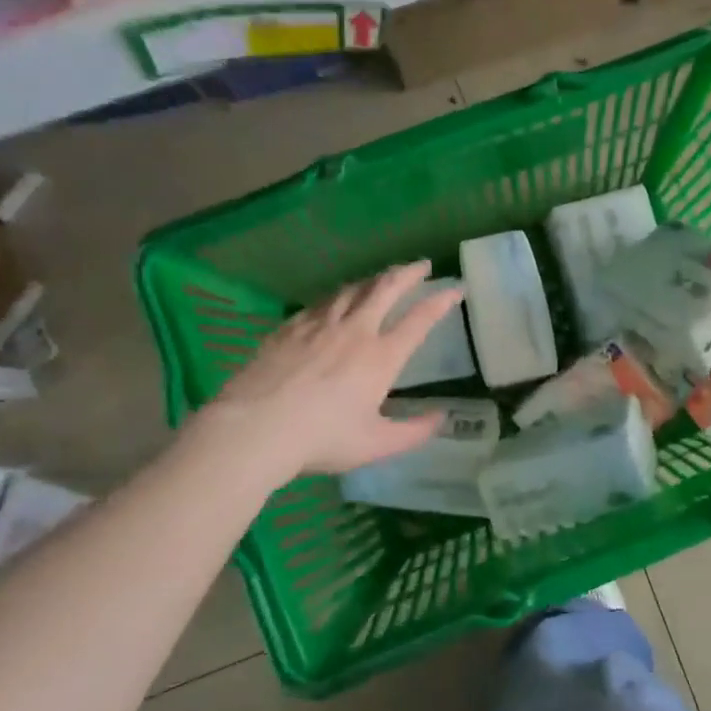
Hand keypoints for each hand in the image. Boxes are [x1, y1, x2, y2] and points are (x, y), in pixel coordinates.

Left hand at [201, 262, 464, 480]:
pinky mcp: (289, 327)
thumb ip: (414, 431)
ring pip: (352, 289)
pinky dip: (338, 297)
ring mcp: (318, 325)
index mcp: (381, 357)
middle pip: (386, 288)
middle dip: (408, 273)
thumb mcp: (377, 444)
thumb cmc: (322, 439)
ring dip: (373, 280)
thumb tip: (442, 417)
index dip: (441, 300)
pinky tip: (335, 301)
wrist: (255, 428)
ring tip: (382, 278)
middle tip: (421, 265)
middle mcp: (354, 331)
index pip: (419, 319)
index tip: (455, 289)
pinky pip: (320, 303)